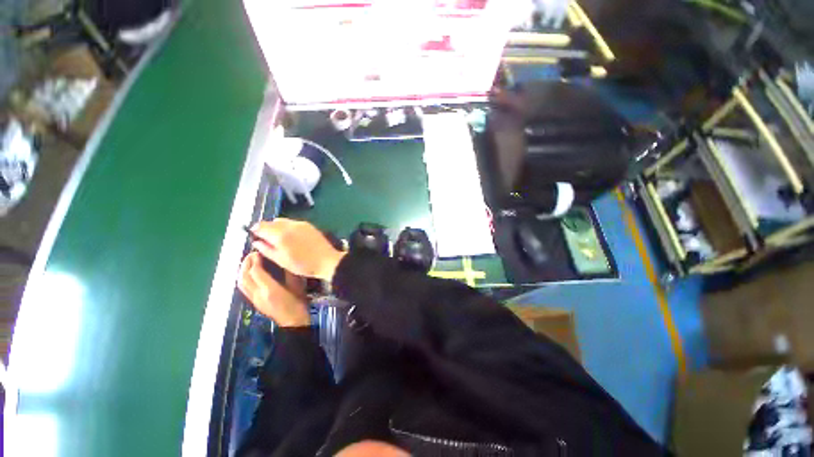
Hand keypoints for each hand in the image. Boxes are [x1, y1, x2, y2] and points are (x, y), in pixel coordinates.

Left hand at [237, 252, 309, 326]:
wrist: (293, 323)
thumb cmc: (298, 304)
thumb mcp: (297, 287)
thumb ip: (289, 274)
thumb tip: (284, 261)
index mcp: (270, 290)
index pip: (255, 272)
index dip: (255, 260)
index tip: (259, 252)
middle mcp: (259, 294)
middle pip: (245, 277)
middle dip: (246, 264)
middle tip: (252, 254)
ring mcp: (255, 300)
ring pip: (241, 283)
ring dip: (242, 271)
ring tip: (249, 263)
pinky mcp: (255, 303)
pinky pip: (244, 289)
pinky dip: (243, 278)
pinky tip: (249, 275)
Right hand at [250, 218, 345, 280]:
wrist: (327, 261)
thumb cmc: (303, 265)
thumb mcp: (281, 260)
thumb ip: (267, 250)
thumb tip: (256, 242)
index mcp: (280, 235)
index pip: (261, 226)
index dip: (255, 230)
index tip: (254, 236)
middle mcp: (290, 225)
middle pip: (272, 222)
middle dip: (266, 228)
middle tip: (267, 240)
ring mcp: (301, 224)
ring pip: (283, 221)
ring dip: (277, 227)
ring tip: (280, 240)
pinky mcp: (309, 225)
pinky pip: (293, 223)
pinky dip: (288, 227)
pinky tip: (292, 238)